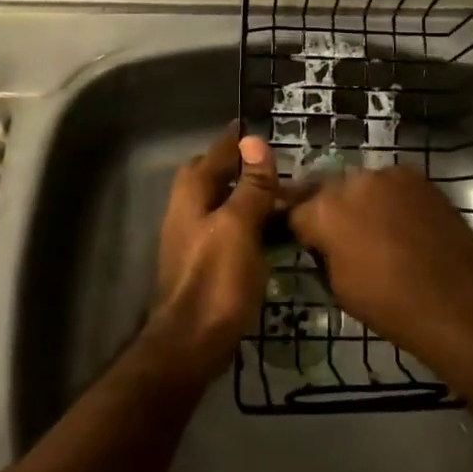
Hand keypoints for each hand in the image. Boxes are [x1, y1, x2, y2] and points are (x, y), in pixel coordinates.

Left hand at [146, 124, 278, 378]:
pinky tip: (272, 233)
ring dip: (249, 195)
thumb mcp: (240, 226)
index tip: (262, 126)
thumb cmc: (216, 280)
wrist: (191, 344)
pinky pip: (229, 228)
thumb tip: (255, 141)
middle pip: (216, 175)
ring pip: (223, 202)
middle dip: (243, 165)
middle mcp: (188, 208)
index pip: (218, 151)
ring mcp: (194, 237)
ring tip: (284, 197)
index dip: (239, 139)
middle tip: (278, 166)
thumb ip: (250, 185)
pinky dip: (249, 222)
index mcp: (193, 193)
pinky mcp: (205, 262)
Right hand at [287, 165, 472, 354]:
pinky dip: (391, 200)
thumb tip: (325, 244)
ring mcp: (388, 175)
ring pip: (362, 185)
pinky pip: (392, 185)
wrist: (459, 303)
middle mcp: (353, 182)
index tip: (309, 244)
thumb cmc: (391, 306)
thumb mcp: (339, 288)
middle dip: (329, 210)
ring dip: (362, 202)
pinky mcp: (418, 177)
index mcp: (325, 211)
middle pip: (328, 190)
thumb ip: (324, 253)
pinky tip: (403, 224)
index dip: (301, 230)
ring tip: (377, 230)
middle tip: (342, 237)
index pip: (296, 211)